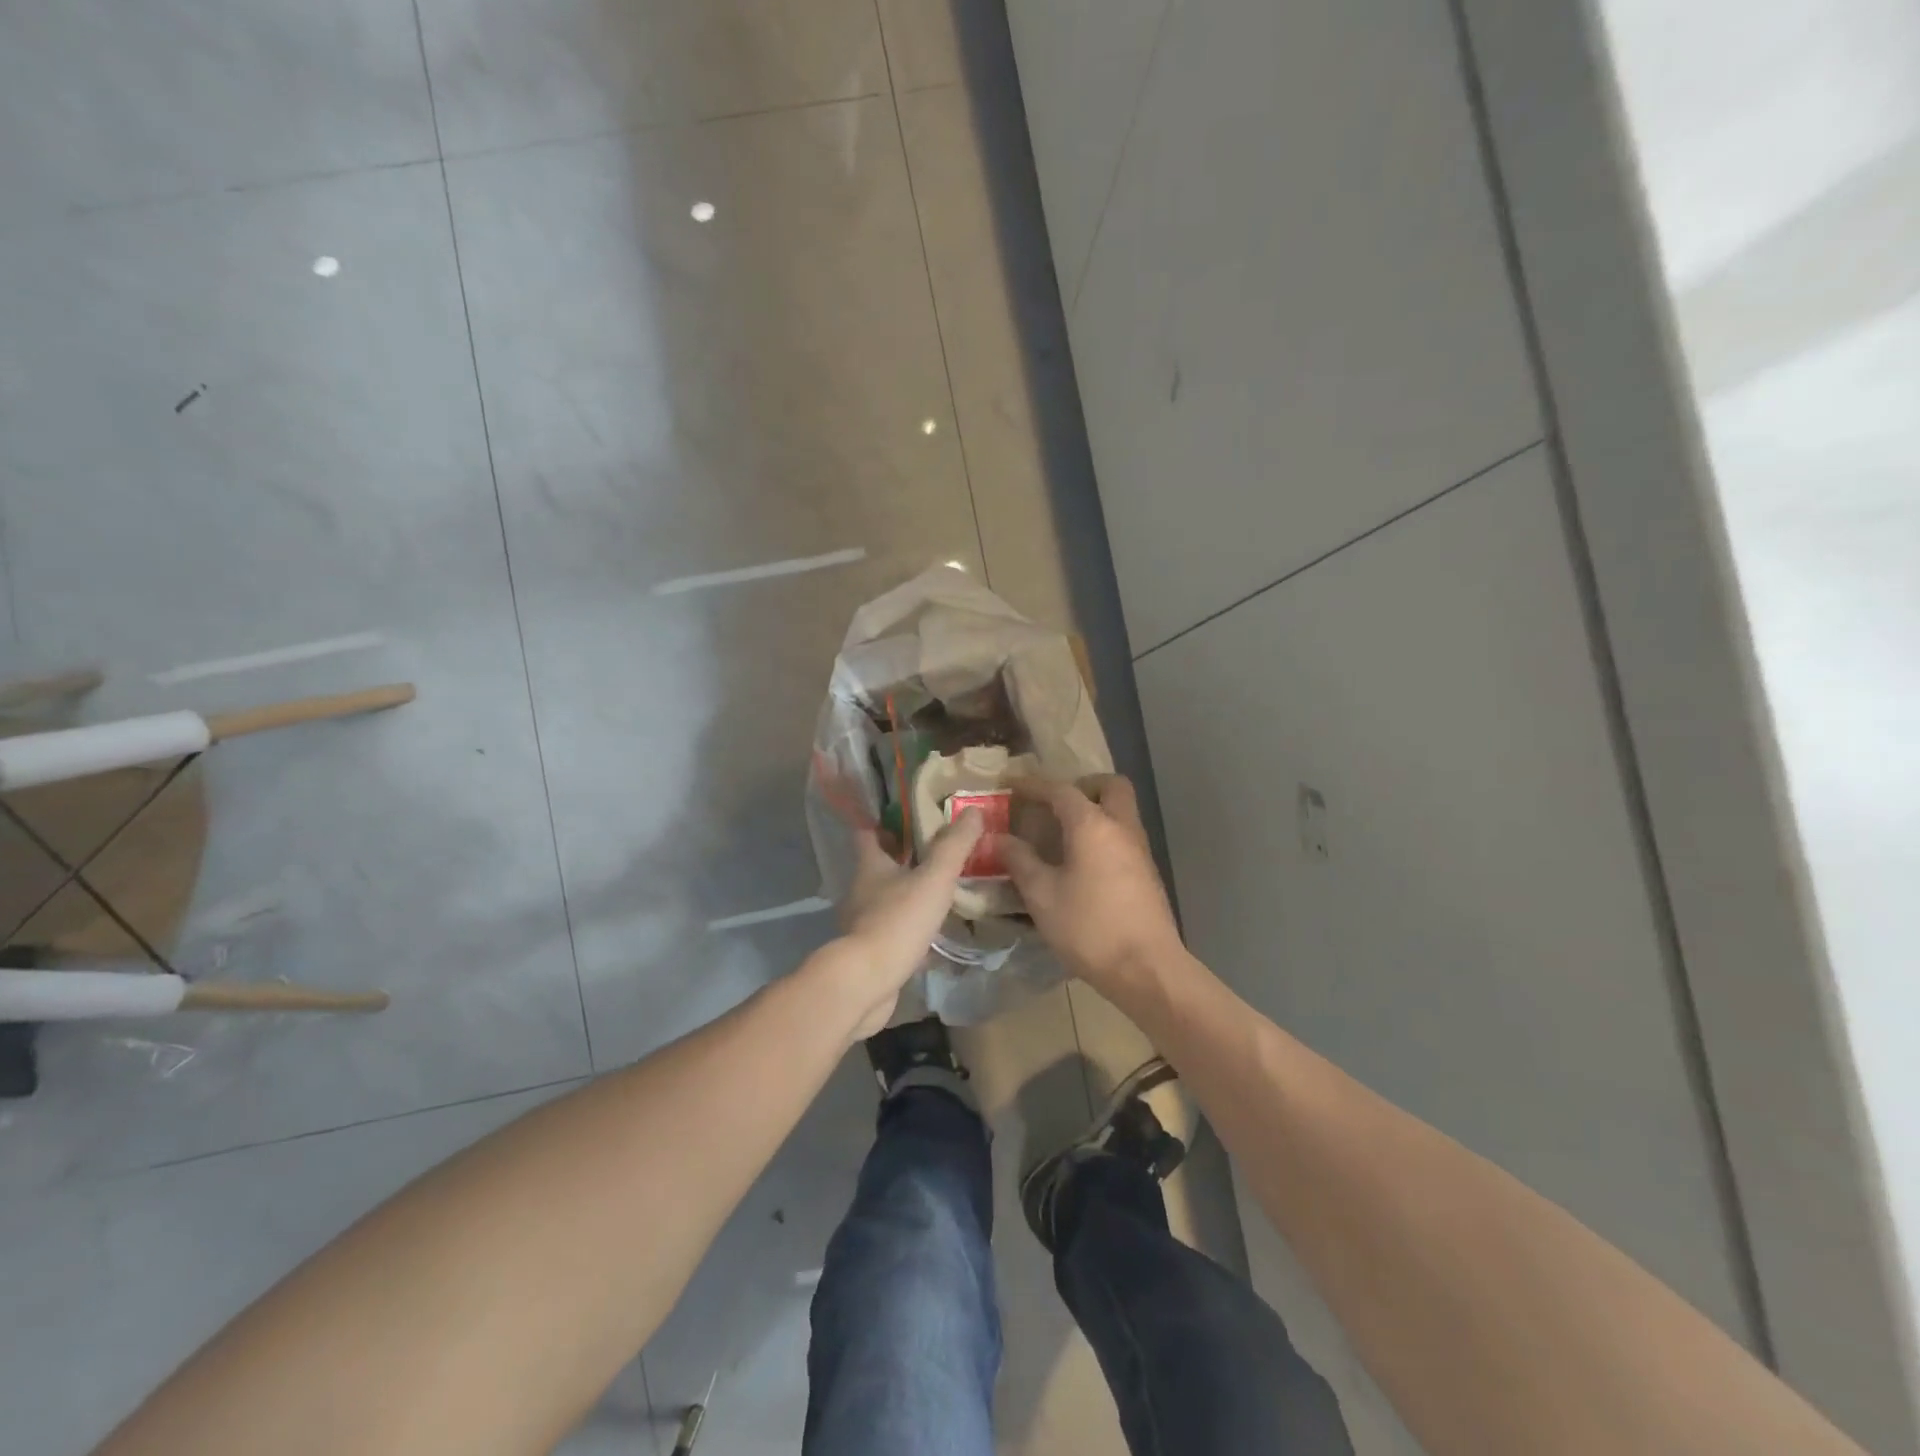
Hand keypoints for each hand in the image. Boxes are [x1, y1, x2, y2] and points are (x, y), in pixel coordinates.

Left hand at [833, 810, 984, 1037]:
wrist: (866, 982)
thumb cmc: (897, 921)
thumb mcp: (934, 878)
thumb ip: (954, 846)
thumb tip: (974, 810)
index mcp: (870, 866)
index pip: (870, 833)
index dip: (887, 823)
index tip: (910, 818)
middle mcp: (861, 890)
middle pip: (881, 867)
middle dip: (907, 860)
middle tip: (940, 854)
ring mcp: (863, 923)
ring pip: (888, 900)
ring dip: (910, 895)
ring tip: (943, 893)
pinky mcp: (870, 952)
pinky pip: (894, 932)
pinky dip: (912, 929)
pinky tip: (935, 935)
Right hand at [999, 776, 1181, 992]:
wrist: (1146, 968)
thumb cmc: (1089, 927)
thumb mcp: (1042, 895)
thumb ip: (1020, 861)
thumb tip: (1000, 838)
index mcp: (1092, 825)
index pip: (1060, 790)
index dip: (1033, 785)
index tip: (1010, 785)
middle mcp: (1121, 827)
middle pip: (1109, 786)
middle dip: (1082, 787)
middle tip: (1055, 805)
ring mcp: (1139, 850)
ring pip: (1121, 811)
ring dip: (1095, 812)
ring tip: (1062, 835)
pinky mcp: (1147, 873)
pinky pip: (1123, 836)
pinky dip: (1103, 836)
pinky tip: (1082, 864)